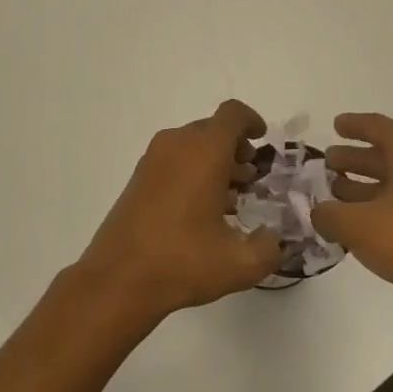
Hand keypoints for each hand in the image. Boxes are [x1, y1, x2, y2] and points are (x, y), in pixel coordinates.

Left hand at [76, 99, 283, 321]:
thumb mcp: (239, 264)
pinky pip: (174, 160)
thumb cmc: (182, 262)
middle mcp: (177, 145)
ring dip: (215, 162)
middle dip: (235, 148)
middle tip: (251, 178)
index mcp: (204, 152)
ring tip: (233, 197)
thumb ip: (269, 248)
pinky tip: (203, 210)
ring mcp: (152, 160)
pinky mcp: (138, 178)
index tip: (262, 141)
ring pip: (192, 145)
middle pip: (212, 129)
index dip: (251, 121)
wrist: (118, 277)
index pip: (232, 114)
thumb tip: (274, 239)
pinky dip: (193, 171)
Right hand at [310, 113, 392, 332]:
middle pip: (392, 153)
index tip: (335, 125)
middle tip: (331, 162)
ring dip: (373, 184)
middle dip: (359, 159)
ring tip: (341, 194)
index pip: (378, 126)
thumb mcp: (357, 226)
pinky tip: (371, 224)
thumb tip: (319, 213)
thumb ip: (328, 215)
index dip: (353, 125)